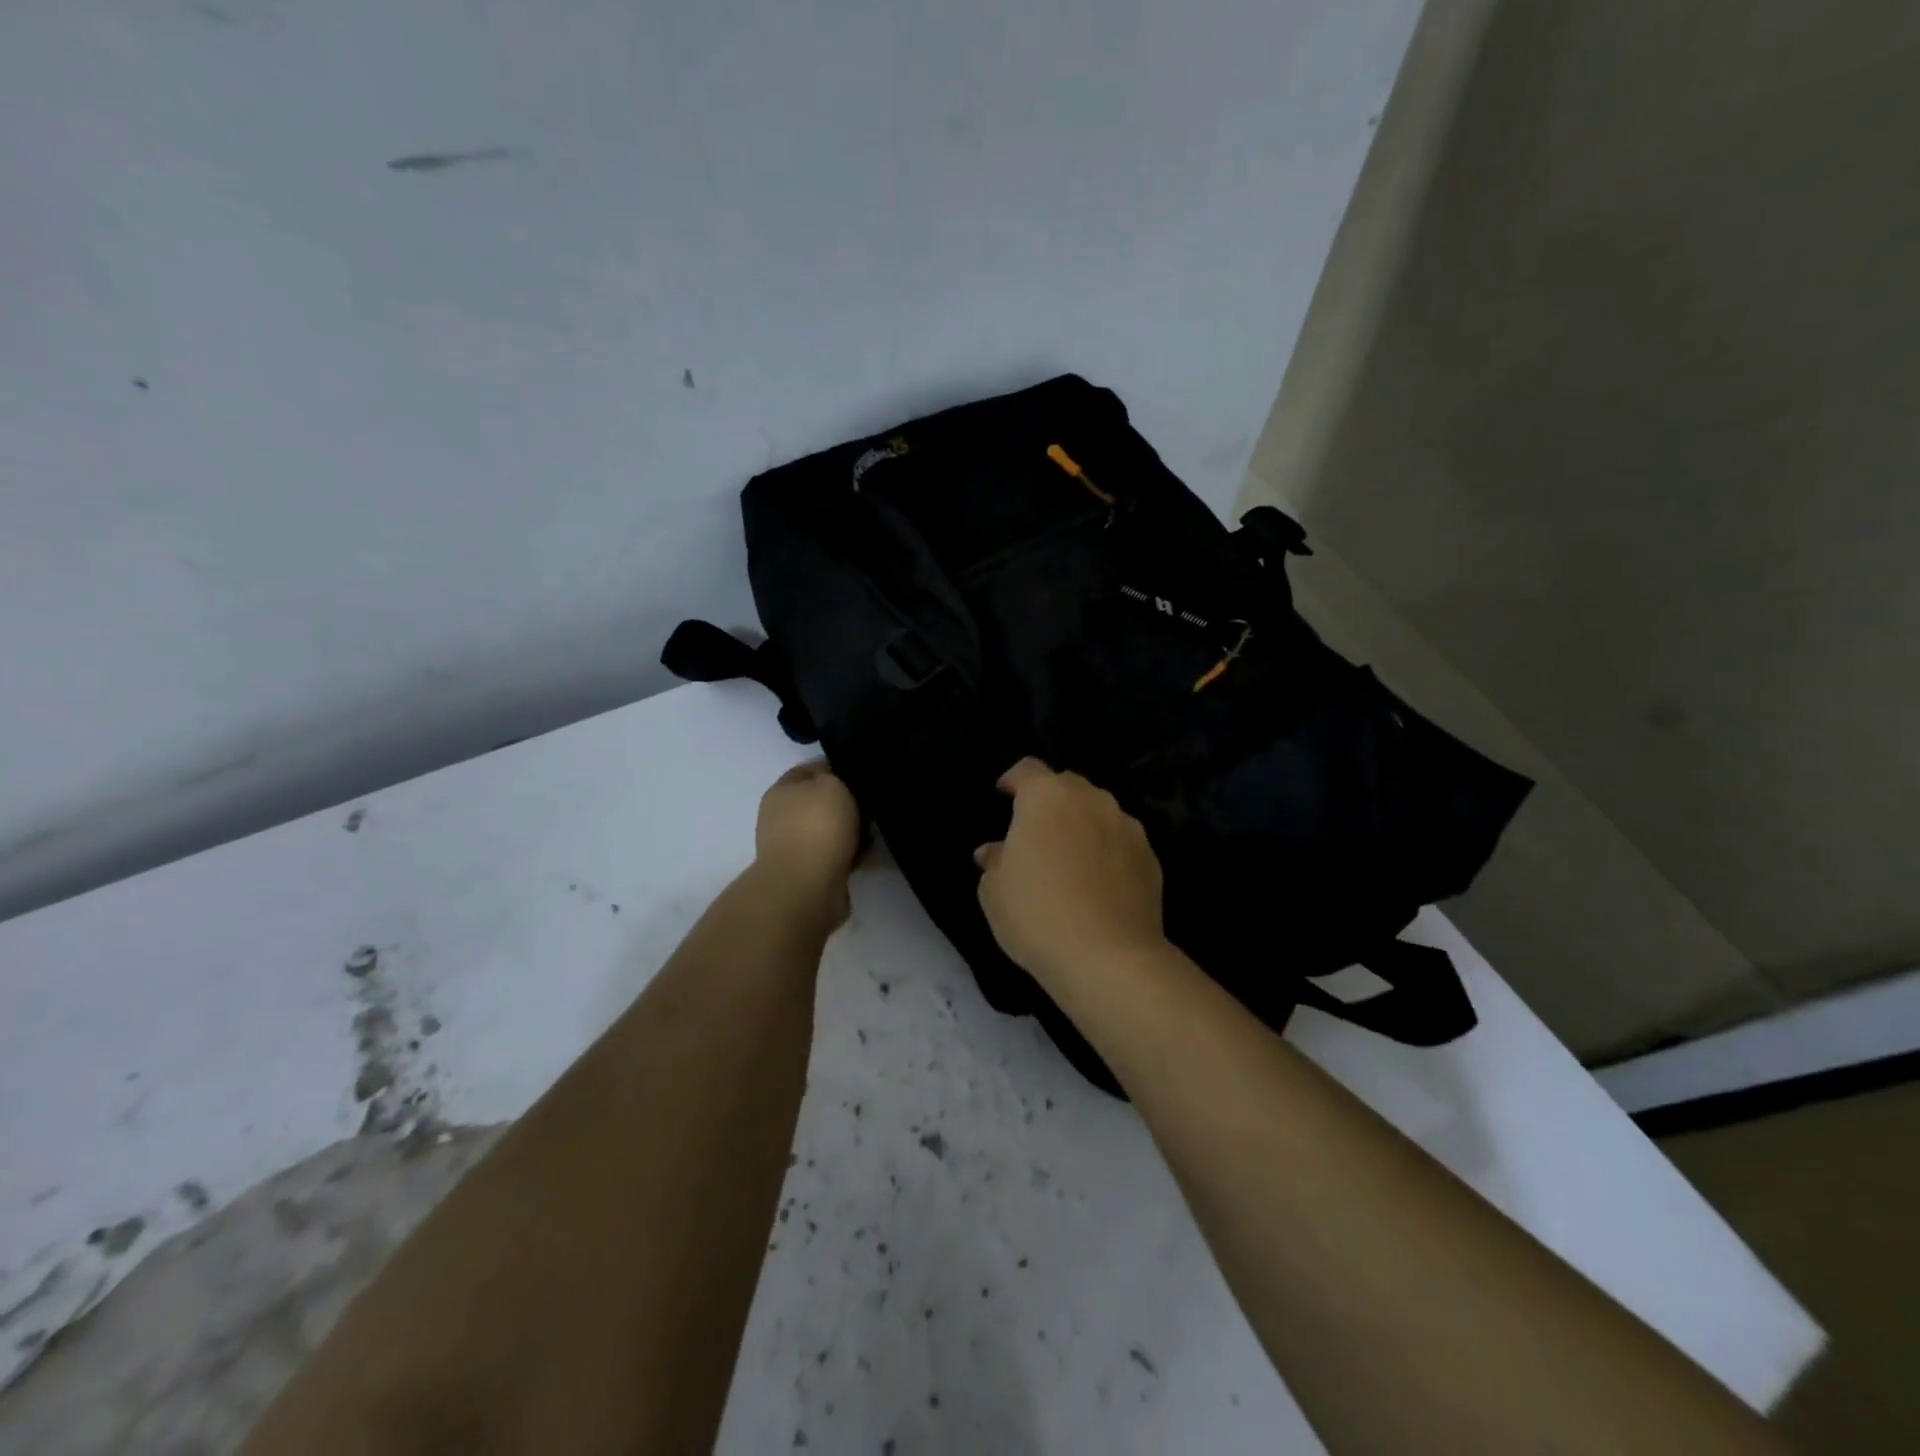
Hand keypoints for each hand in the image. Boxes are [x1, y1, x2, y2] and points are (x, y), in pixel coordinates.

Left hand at [754, 761, 861, 924]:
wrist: (806, 887)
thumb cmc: (817, 826)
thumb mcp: (831, 784)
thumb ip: (836, 776)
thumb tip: (839, 782)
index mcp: (781, 791)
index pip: (810, 770)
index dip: (837, 768)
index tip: (863, 774)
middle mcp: (782, 818)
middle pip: (821, 802)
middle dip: (848, 803)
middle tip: (874, 804)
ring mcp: (794, 848)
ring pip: (831, 831)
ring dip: (853, 832)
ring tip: (878, 831)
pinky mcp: (810, 874)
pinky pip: (838, 856)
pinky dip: (854, 855)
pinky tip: (873, 855)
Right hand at [974, 758, 1167, 992]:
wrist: (1108, 957)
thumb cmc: (1037, 915)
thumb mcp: (995, 891)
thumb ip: (994, 861)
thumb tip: (995, 851)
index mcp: (1046, 796)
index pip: (1027, 769)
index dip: (1013, 780)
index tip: (1004, 795)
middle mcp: (1091, 799)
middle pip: (1067, 786)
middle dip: (1050, 801)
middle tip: (1036, 832)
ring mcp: (1126, 826)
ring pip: (1098, 812)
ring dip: (1081, 825)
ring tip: (1070, 858)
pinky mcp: (1150, 857)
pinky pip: (1120, 842)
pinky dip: (1107, 852)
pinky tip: (1098, 883)